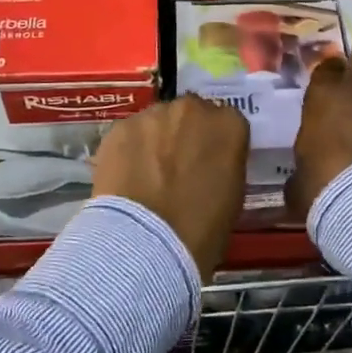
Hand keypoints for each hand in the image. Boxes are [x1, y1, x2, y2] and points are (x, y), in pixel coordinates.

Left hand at [93, 95, 247, 279]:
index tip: (208, 165)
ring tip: (147, 175)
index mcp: (229, 125)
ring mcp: (153, 115)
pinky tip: (126, 178)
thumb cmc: (201, 231)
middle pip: (190, 115)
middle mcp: (192, 109)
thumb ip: (224, 167)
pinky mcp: (119, 127)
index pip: (227, 124)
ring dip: (156, 140)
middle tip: (177, 168)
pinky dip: (129, 151)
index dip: (216, 145)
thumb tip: (209, 166)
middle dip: (185, 135)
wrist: (146, 243)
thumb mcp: (232, 198)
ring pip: (157, 122)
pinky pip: (129, 135)